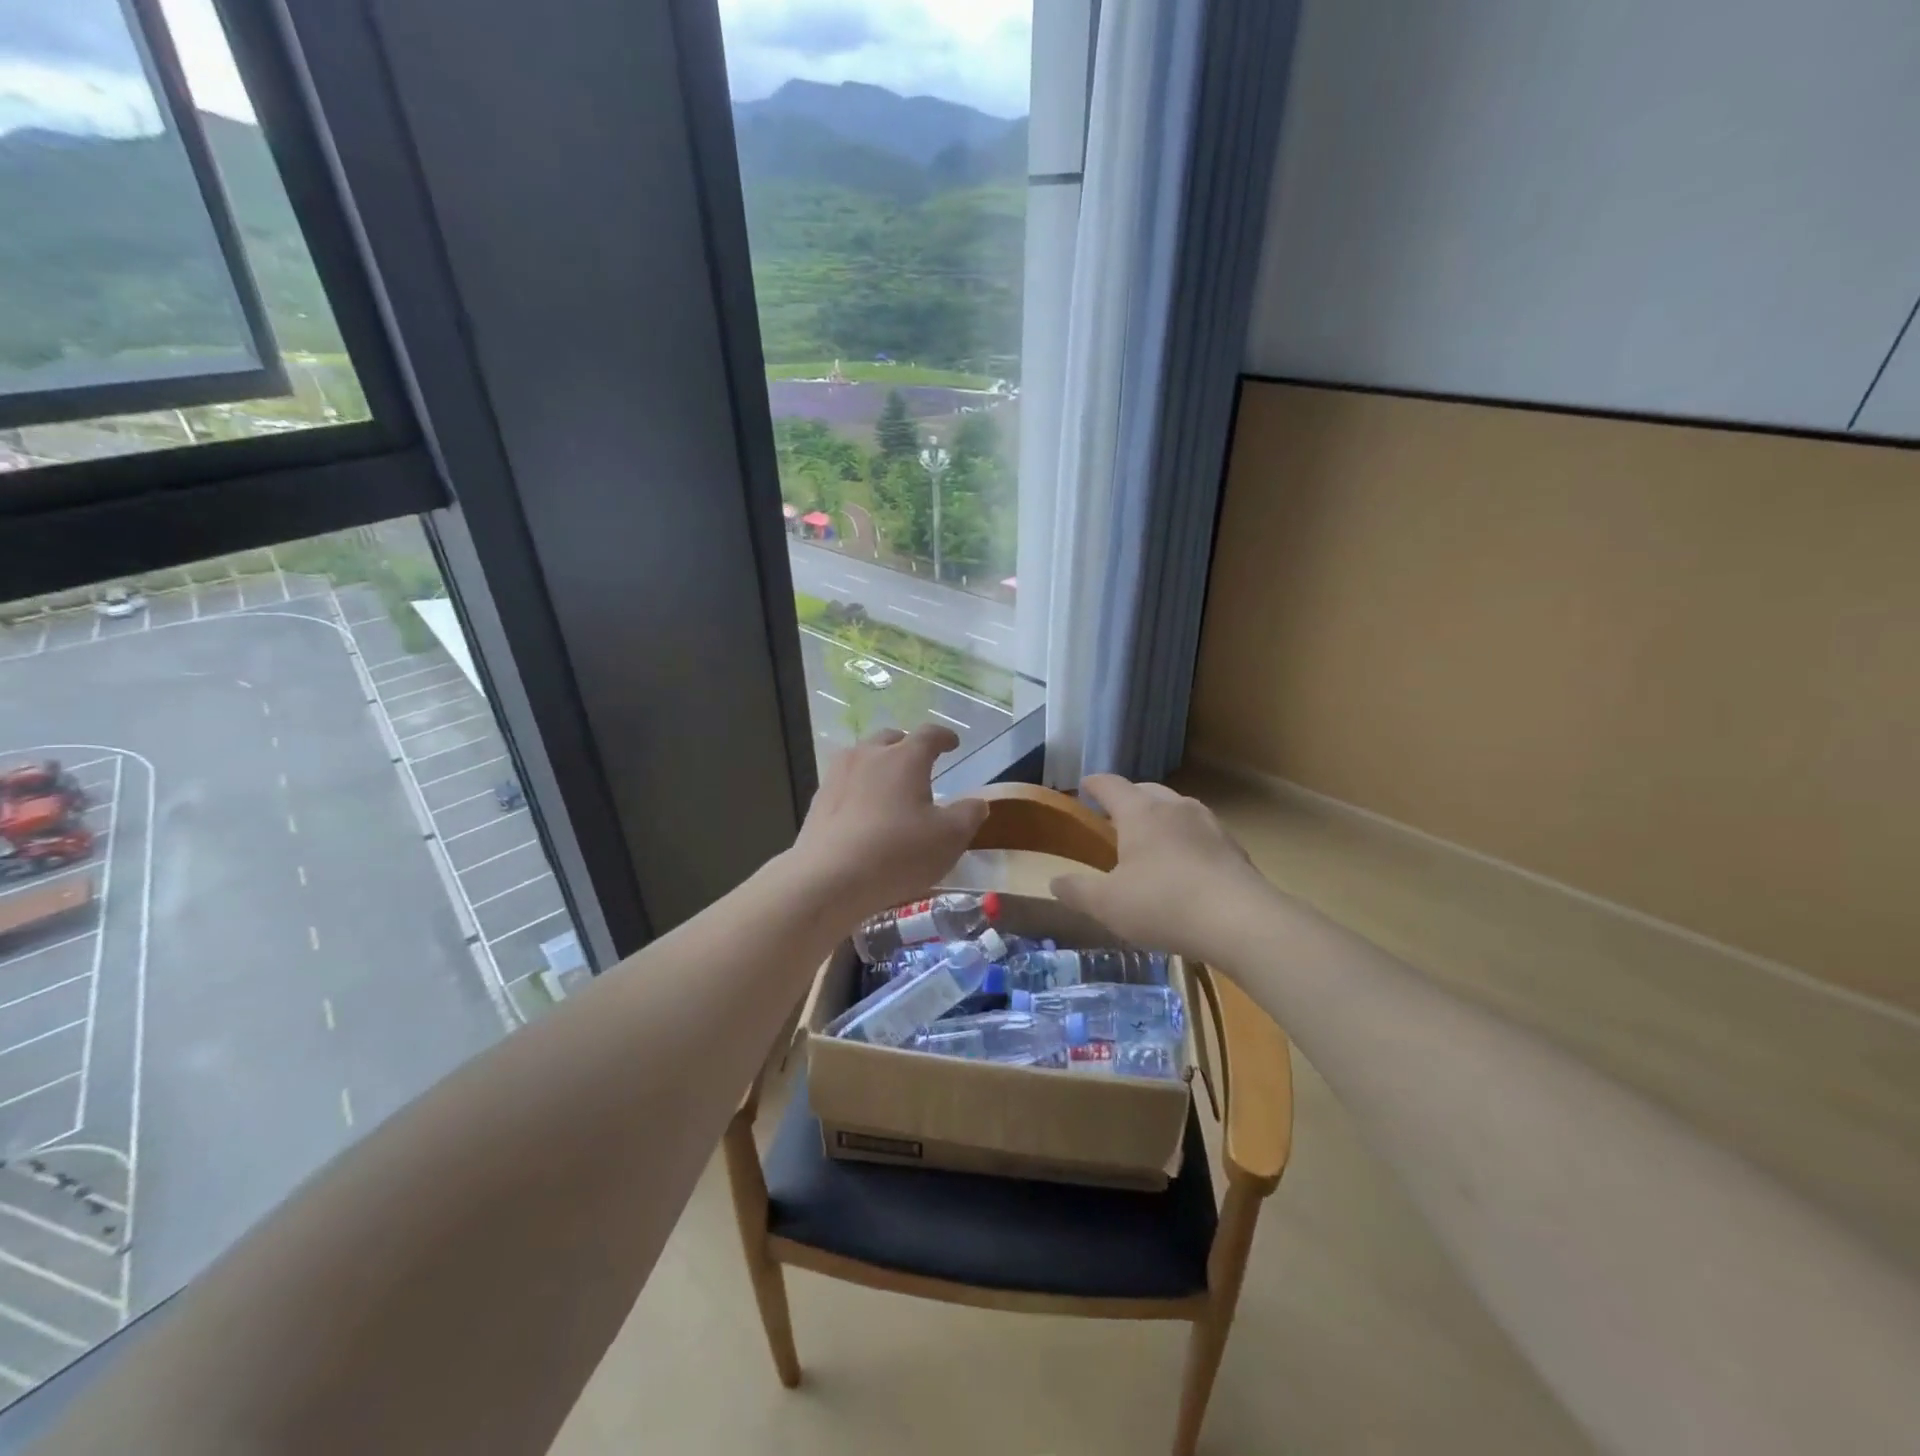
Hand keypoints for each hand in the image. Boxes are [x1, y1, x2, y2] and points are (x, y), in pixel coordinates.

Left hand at [791, 726, 988, 920]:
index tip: (953, 743)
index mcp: (905, 757)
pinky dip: (859, 788)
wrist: (829, 879)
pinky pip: (845, 782)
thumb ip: (968, 815)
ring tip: (890, 785)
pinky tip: (864, 811)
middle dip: (907, 746)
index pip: (929, 735)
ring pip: (863, 757)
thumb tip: (976, 802)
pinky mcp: (819, 799)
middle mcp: (869, 755)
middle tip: (919, 763)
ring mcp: (838, 775)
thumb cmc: (898, 852)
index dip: (944, 737)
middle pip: (891, 739)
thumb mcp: (949, 838)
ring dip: (879, 764)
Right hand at [1051, 775, 1276, 962]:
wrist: (1241, 921)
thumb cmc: (1163, 904)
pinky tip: (1185, 869)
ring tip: (1151, 844)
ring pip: (1177, 810)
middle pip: (1146, 791)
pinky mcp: (1234, 847)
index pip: (1110, 784)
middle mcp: (1175, 807)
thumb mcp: (1107, 904)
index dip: (1094, 784)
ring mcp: (1209, 824)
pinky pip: (1201, 834)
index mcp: (1140, 812)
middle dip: (1128, 800)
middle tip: (1114, 821)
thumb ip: (1076, 891)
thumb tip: (1054, 882)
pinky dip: (1186, 842)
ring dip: (1160, 820)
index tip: (1084, 786)